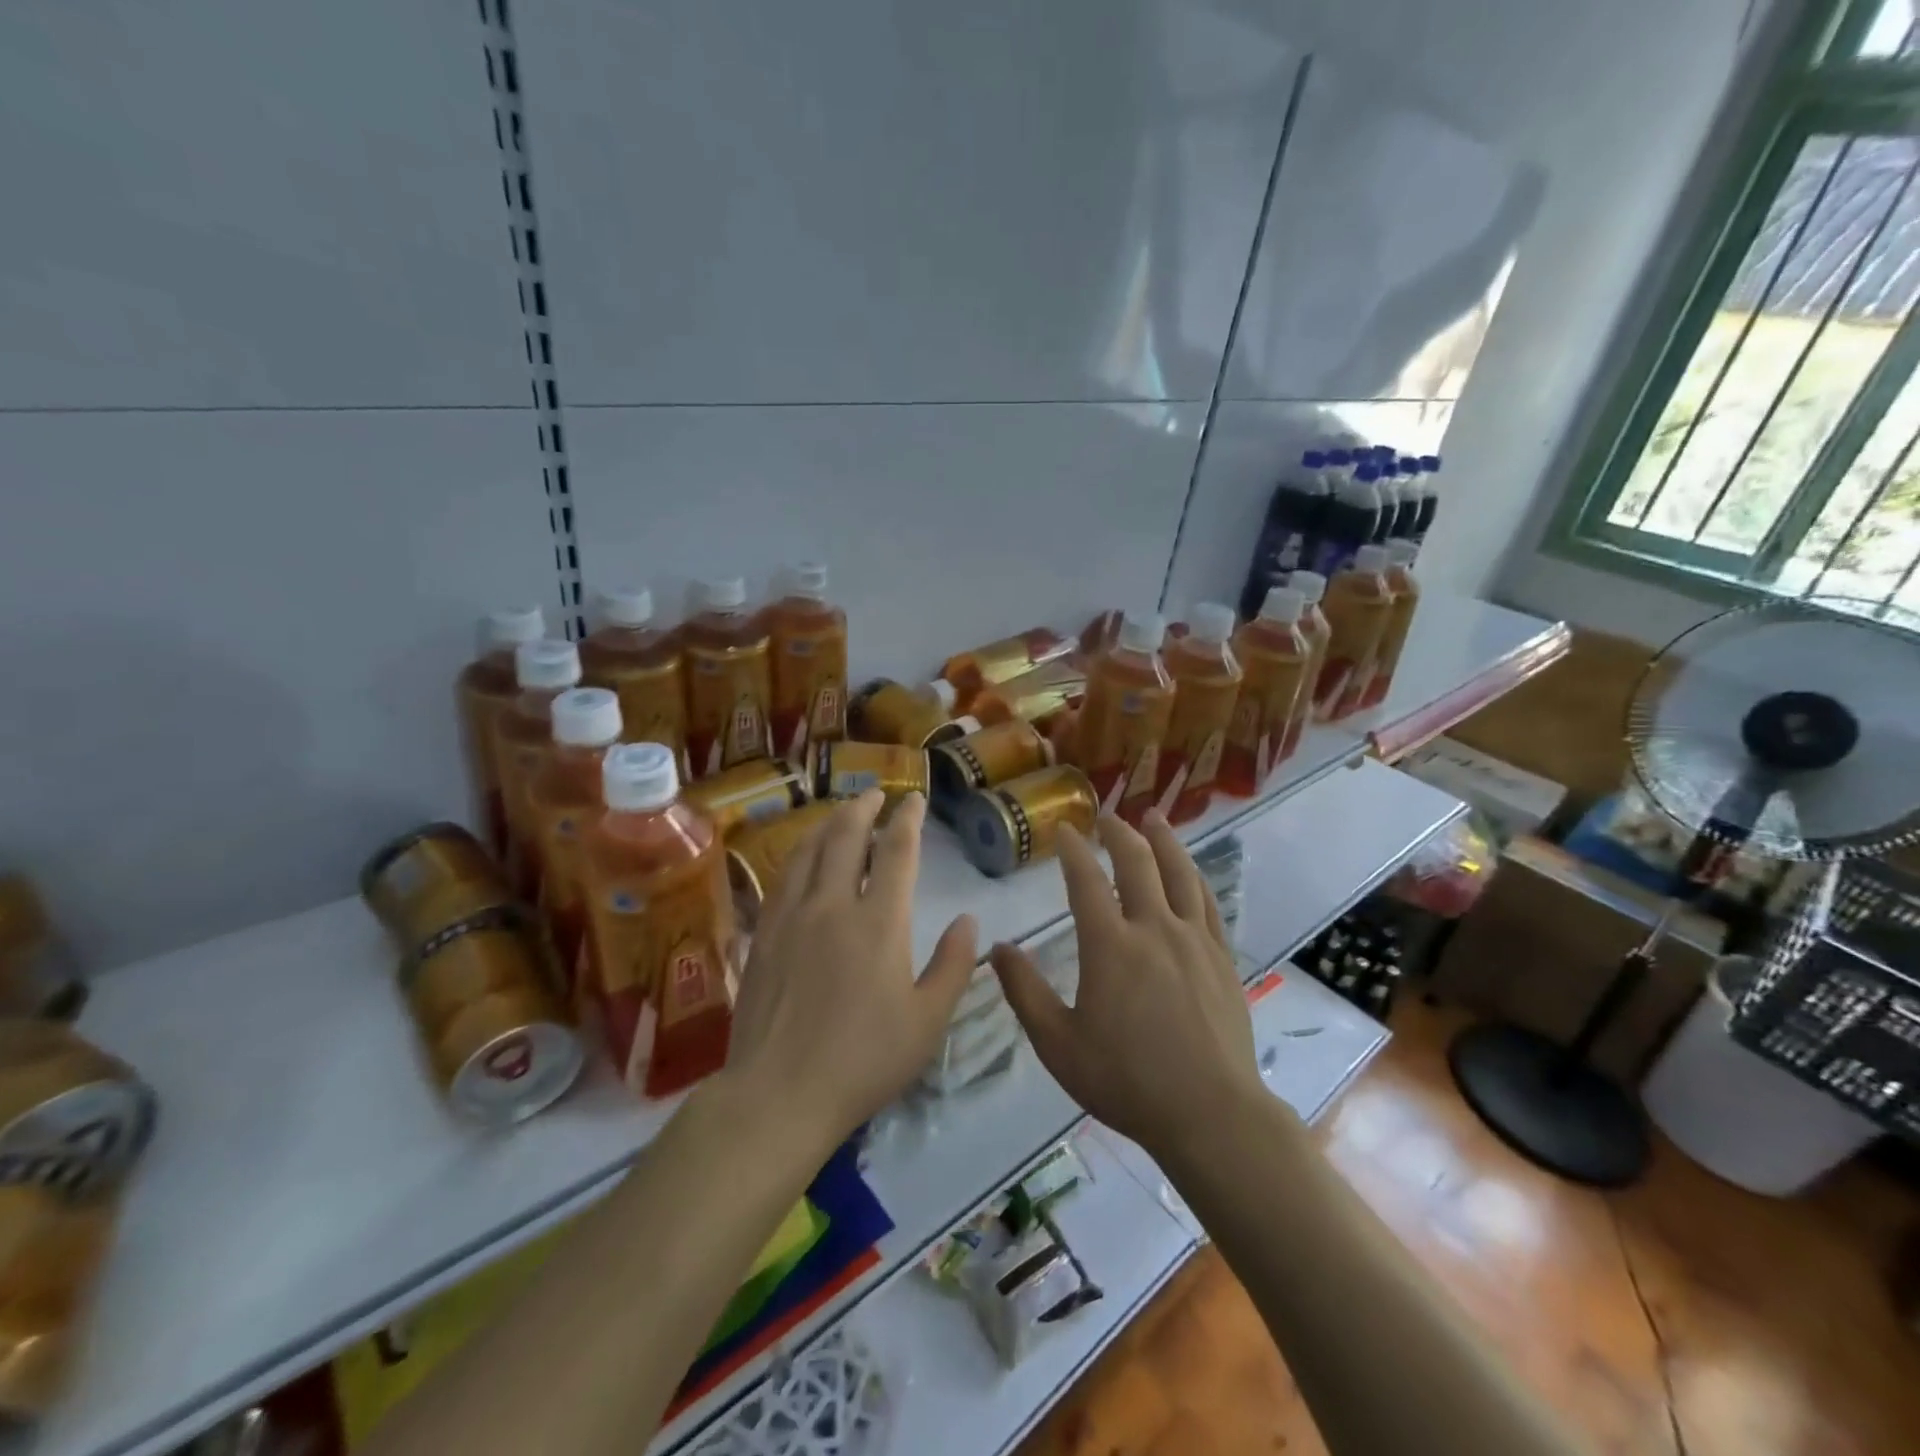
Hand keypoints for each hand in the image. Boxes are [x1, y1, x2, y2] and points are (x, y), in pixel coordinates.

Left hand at [725, 789, 976, 1149]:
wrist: (779, 1093)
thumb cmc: (864, 1061)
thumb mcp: (928, 1021)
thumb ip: (954, 965)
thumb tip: (970, 920)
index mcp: (880, 922)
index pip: (896, 852)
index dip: (908, 820)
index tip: (914, 800)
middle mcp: (833, 906)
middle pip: (846, 837)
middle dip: (863, 809)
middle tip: (874, 794)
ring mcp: (792, 917)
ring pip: (809, 851)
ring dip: (828, 823)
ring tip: (840, 812)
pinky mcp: (764, 935)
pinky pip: (782, 878)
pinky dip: (798, 854)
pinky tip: (801, 857)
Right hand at [989, 811, 1262, 1156]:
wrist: (1210, 1113)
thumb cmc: (1127, 1080)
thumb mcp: (1058, 1044)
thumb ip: (1025, 993)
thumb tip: (997, 948)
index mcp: (1110, 946)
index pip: (1086, 881)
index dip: (1073, 851)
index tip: (1065, 830)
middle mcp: (1154, 929)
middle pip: (1137, 864)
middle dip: (1119, 834)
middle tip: (1107, 817)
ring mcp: (1193, 941)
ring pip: (1179, 873)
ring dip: (1164, 841)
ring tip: (1154, 818)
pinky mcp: (1222, 958)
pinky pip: (1207, 903)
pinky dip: (1194, 877)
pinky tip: (1190, 871)